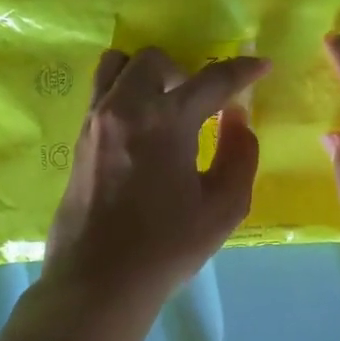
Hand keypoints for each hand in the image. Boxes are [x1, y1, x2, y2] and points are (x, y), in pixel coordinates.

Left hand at [44, 47, 271, 311]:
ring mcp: (95, 121)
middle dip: (184, 72)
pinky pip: (101, 93)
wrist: (97, 281)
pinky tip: (140, 131)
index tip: (261, 65)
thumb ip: (240, 154)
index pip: (212, 80)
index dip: (243, 70)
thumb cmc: (166, 247)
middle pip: (154, 59)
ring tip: (163, 108)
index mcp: (166, 120)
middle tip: (199, 105)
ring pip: (117, 66)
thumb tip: (237, 119)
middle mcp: (125, 107)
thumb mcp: (223, 207)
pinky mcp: (78, 139)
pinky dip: (125, 94)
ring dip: (146, 75)